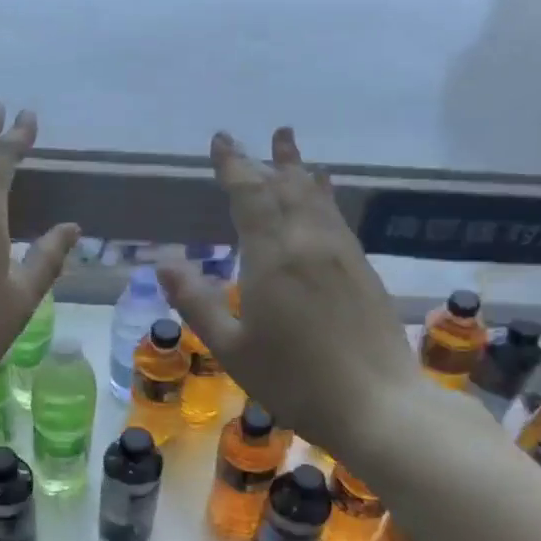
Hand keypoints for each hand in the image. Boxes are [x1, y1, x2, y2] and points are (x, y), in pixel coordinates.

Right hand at [159, 128, 422, 467]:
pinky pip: (337, 218)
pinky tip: (323, 198)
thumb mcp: (232, 348)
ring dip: (301, 171)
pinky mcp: (363, 271)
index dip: (234, 166)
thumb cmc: (294, 380)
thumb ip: (197, 302)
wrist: (377, 404)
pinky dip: (324, 198)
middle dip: (271, 161)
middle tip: (265, 135)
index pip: (250, 195)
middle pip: (288, 188)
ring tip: (292, 149)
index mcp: (273, 257)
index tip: (222, 141)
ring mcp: (342, 254)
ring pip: (318, 199)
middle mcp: (309, 243)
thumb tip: (163, 263)